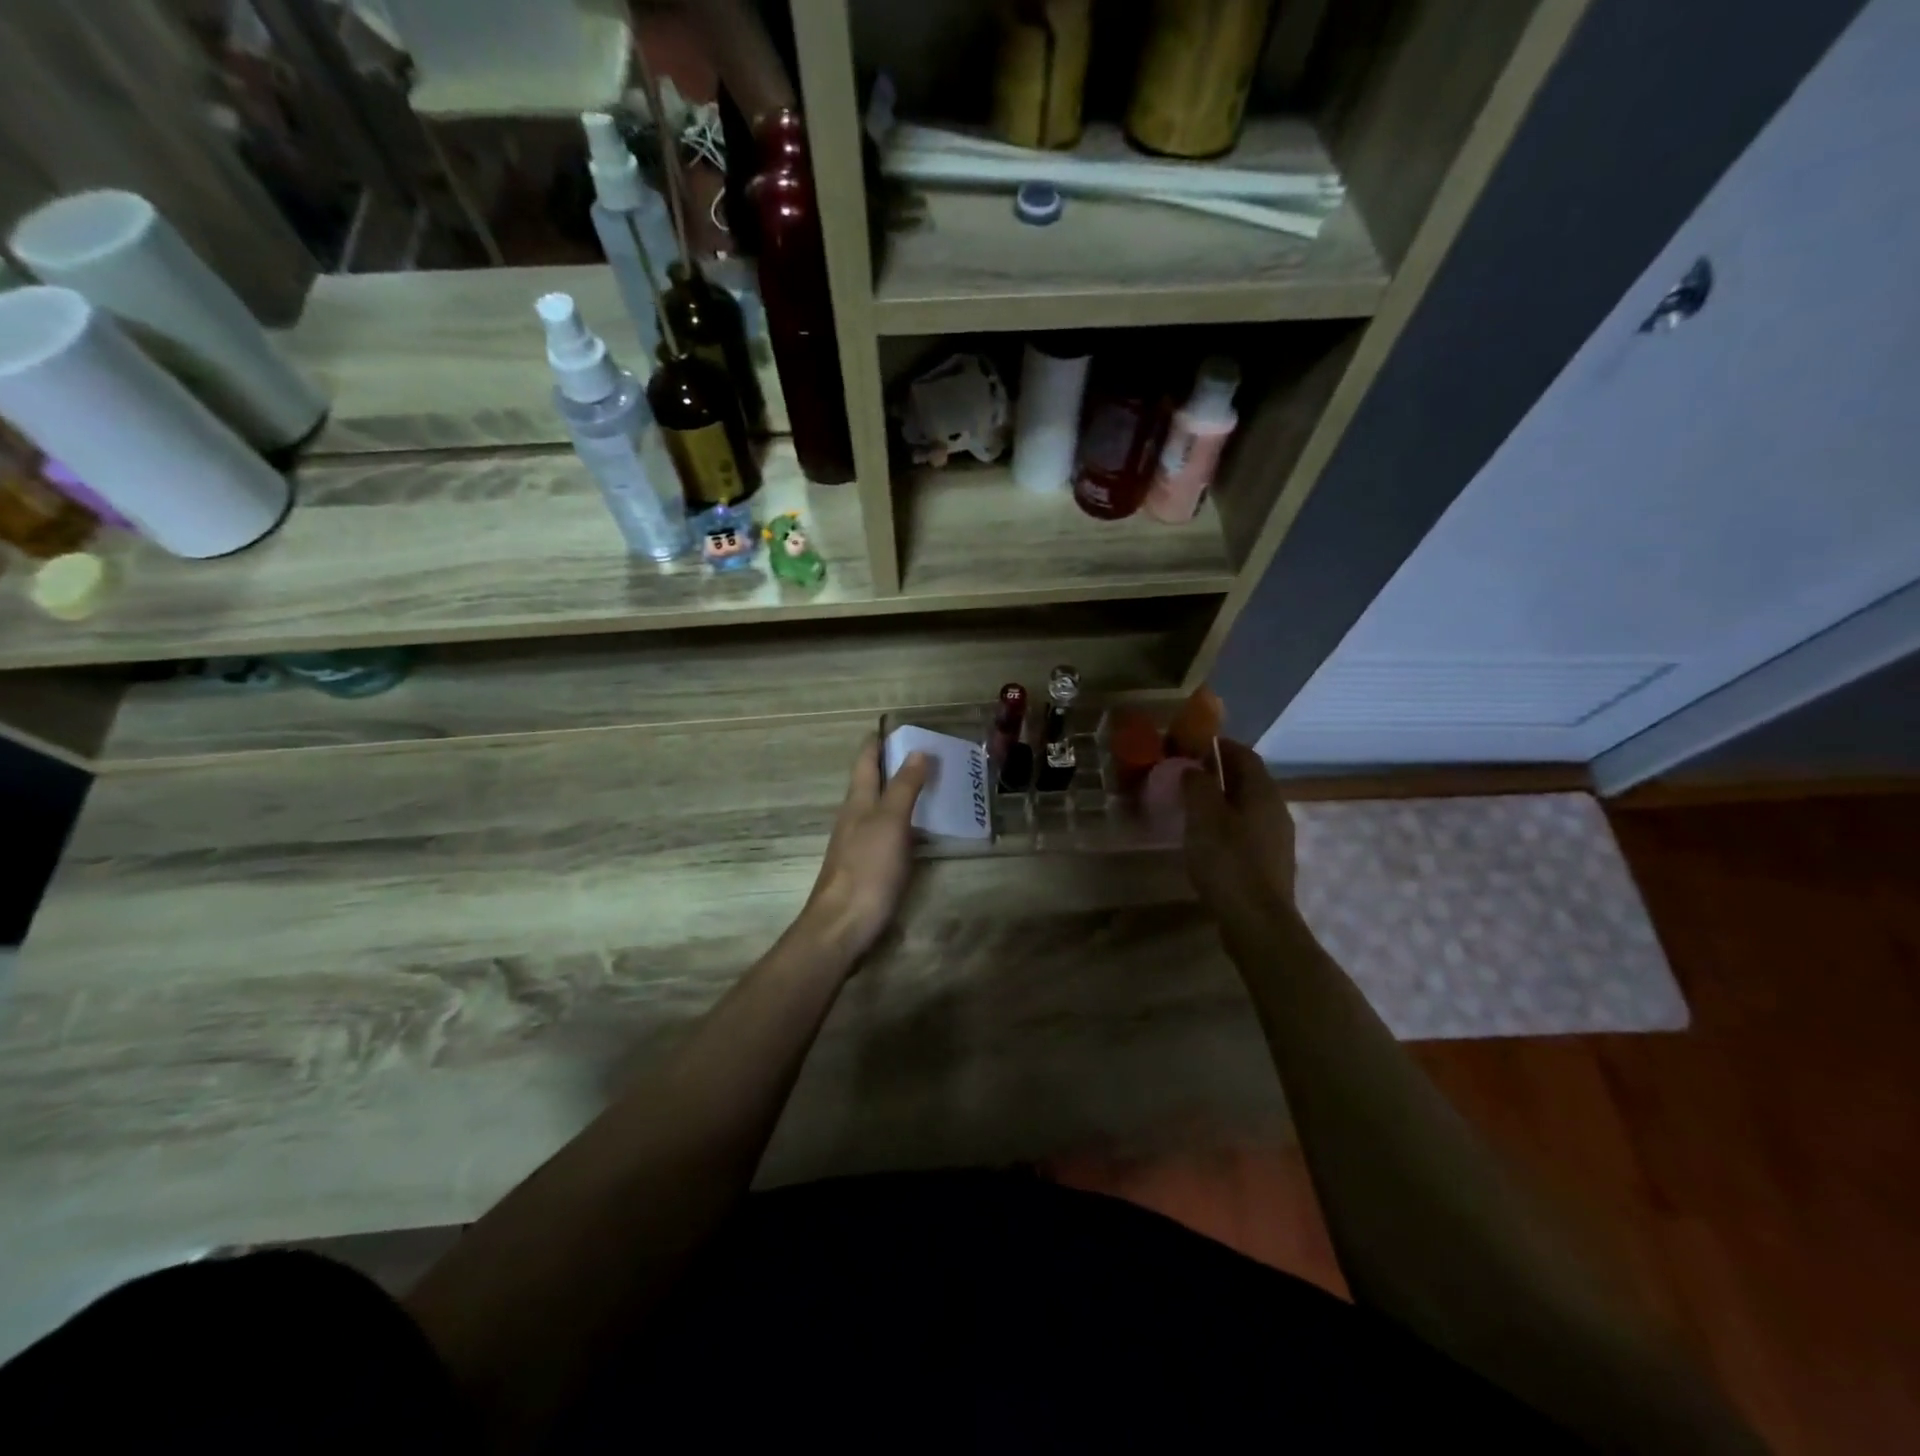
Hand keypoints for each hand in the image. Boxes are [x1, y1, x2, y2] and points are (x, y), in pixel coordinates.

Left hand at [798, 736, 929, 961]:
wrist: (843, 925)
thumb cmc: (867, 868)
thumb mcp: (890, 822)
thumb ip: (904, 787)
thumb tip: (917, 750)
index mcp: (857, 801)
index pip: (866, 761)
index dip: (878, 742)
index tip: (897, 726)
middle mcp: (855, 817)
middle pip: (872, 783)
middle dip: (894, 765)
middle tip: (927, 753)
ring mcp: (859, 843)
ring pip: (880, 808)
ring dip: (901, 793)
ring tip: (931, 786)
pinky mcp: (867, 867)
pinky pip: (887, 832)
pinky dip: (904, 821)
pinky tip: (920, 829)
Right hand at [1182, 737, 1297, 922]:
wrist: (1257, 922)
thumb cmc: (1228, 862)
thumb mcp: (1204, 817)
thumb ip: (1197, 785)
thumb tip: (1193, 768)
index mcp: (1263, 793)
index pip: (1245, 755)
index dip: (1220, 746)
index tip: (1192, 744)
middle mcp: (1276, 810)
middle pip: (1248, 781)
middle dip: (1219, 772)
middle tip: (1187, 774)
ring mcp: (1277, 839)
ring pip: (1248, 807)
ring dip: (1222, 800)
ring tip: (1192, 805)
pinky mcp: (1270, 863)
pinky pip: (1247, 831)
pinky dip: (1227, 824)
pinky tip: (1207, 839)